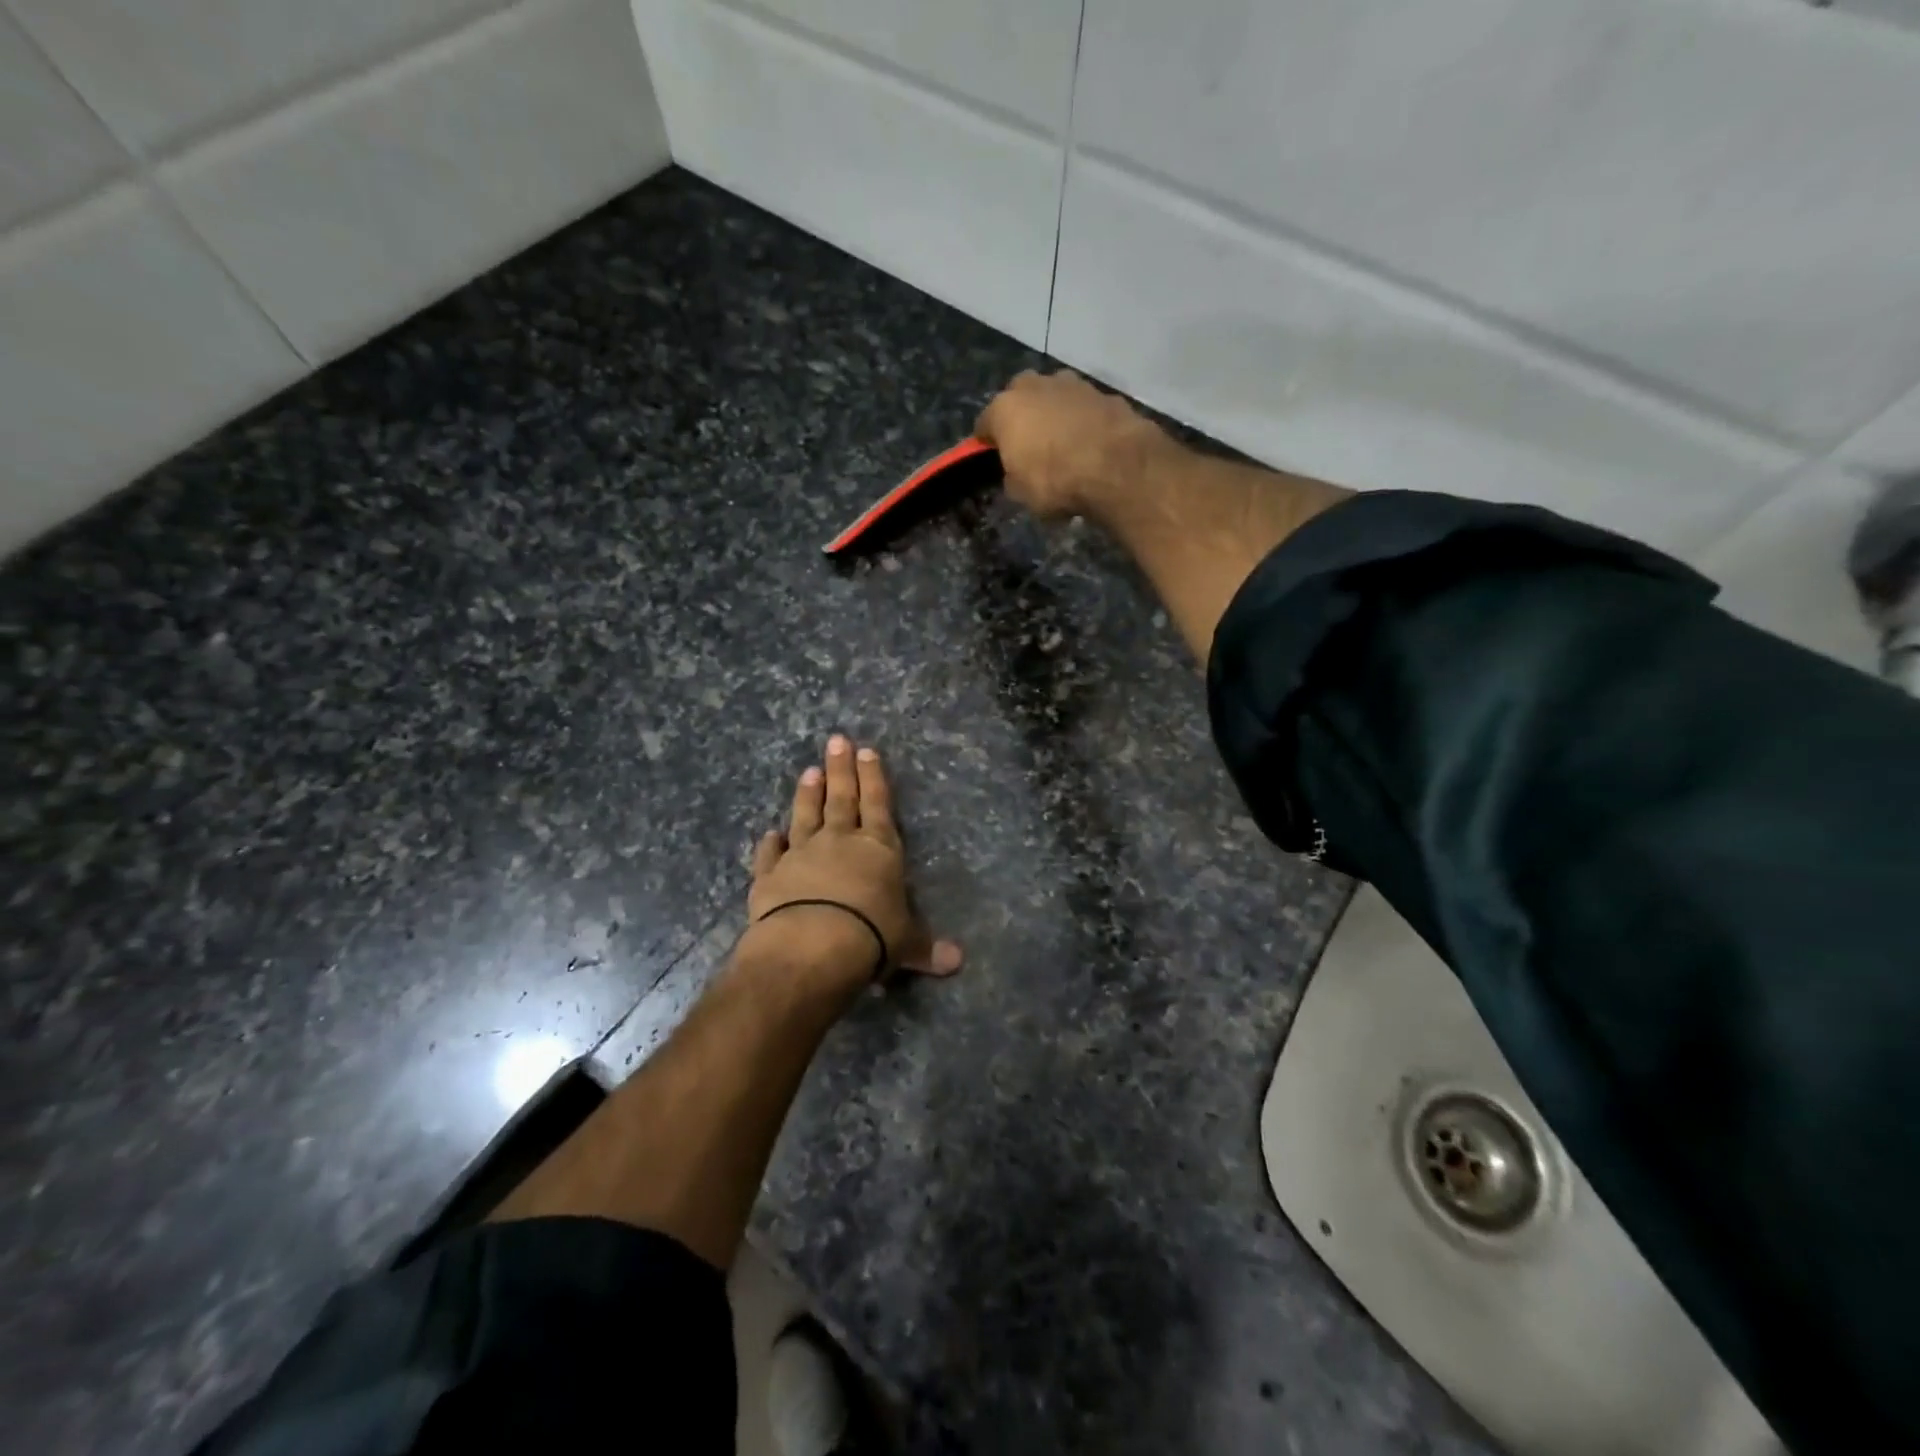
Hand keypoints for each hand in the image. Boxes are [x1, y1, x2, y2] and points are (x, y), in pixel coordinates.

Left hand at [747, 736, 962, 984]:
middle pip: (841, 798)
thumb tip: (957, 962)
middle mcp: (839, 841)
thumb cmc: (871, 936)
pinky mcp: (770, 875)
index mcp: (878, 848)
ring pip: (805, 815)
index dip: (873, 777)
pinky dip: (769, 844)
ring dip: (807, 793)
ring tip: (808, 771)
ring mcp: (801, 854)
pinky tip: (769, 834)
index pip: (877, 803)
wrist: (812, 946)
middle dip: (840, 769)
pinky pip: (770, 854)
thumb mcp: (906, 943)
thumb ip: (926, 948)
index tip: (866, 751)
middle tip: (835, 740)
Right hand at [974, 369, 1172, 520]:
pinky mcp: (1104, 393)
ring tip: (1064, 444)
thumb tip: (1017, 471)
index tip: (993, 457)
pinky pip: (1084, 408)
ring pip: (1054, 397)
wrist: (1116, 467)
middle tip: (1030, 445)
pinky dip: (1083, 421)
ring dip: (1055, 414)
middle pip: (1020, 398)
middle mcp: (1035, 386)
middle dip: (1022, 417)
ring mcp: (1073, 384)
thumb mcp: (1021, 493)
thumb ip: (1013, 475)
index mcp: (1005, 408)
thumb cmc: (1056, 481)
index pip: (984, 423)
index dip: (987, 442)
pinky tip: (1091, 444)